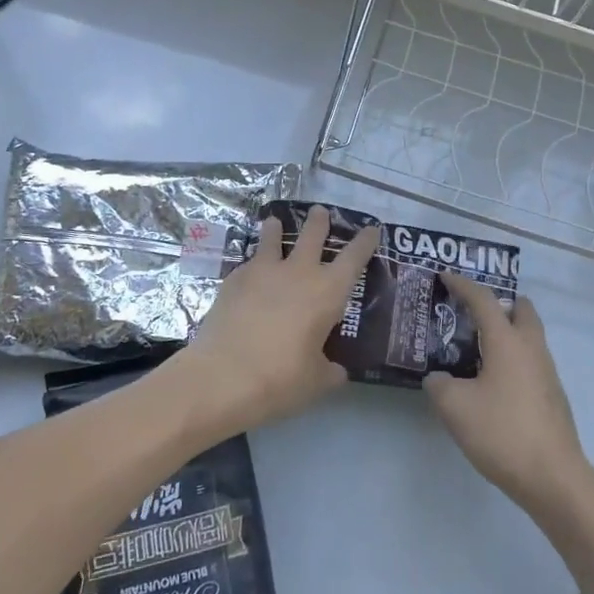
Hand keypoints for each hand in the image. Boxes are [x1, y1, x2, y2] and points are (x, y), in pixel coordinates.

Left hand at [167, 205, 378, 434]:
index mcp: (328, 292)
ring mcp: (263, 272)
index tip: (371, 229)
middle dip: (319, 221)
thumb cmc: (280, 379)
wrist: (222, 376)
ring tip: (274, 222)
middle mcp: (298, 272)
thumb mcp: (316, 381)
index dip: (364, 241)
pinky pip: (249, 263)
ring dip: (276, 229)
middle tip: (319, 212)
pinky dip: (253, 264)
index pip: (354, 257)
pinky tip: (249, 273)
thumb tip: (336, 370)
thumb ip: (330, 370)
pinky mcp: (233, 280)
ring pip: (273, 239)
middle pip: (313, 234)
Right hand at [426, 274, 592, 511]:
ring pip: (528, 336)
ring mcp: (547, 372)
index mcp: (507, 341)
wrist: (554, 478)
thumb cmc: (502, 432)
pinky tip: (492, 382)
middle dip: (498, 303)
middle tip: (472, 312)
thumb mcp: (454, 408)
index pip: (484, 299)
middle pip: (520, 310)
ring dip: (505, 332)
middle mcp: (531, 348)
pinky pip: (530, 361)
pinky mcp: (552, 396)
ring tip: (476, 348)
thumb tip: (438, 378)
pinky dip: (512, 358)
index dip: (462, 285)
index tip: (445, 276)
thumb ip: (439, 386)